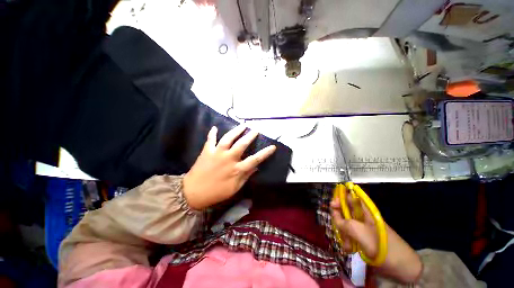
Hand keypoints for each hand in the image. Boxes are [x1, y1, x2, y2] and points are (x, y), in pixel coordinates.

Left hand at [183, 125, 275, 209]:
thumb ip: (246, 176)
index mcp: (236, 169)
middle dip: (250, 136)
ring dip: (236, 131)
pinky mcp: (206, 151)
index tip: (273, 147)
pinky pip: (210, 140)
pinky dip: (212, 133)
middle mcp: (228, 159)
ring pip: (228, 138)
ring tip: (242, 125)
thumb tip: (256, 167)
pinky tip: (215, 128)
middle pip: (242, 144)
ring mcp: (217, 153)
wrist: (193, 193)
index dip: (265, 153)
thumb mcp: (234, 188)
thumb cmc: (216, 193)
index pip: (254, 159)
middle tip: (256, 129)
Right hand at [330, 197, 421, 282]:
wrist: (402, 268)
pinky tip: (349, 249)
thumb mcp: (361, 233)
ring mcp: (363, 229)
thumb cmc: (383, 247)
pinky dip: (347, 241)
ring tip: (347, 245)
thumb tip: (334, 215)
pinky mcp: (363, 239)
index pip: (349, 198)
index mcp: (365, 212)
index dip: (340, 198)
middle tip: (339, 229)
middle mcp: (363, 218)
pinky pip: (350, 235)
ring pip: (345, 224)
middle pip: (344, 212)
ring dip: (343, 234)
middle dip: (339, 220)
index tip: (332, 205)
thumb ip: (344, 223)